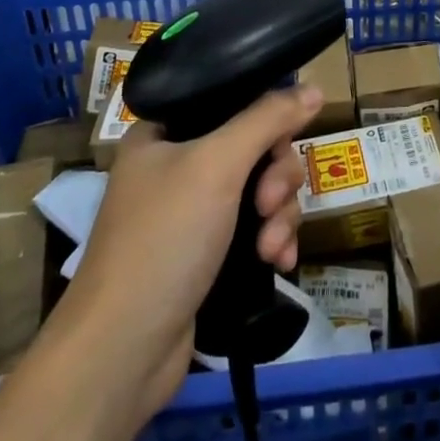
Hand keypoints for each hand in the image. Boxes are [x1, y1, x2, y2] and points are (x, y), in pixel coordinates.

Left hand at [57, 85, 320, 419]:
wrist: (123, 352)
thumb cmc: (164, 239)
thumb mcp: (217, 165)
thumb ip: (267, 120)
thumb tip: (315, 88)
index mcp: (165, 132)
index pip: (232, 102)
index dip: (266, 120)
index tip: (281, 144)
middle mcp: (177, 165)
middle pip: (255, 148)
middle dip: (275, 179)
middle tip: (268, 206)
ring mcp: (192, 213)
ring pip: (261, 190)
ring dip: (278, 216)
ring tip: (272, 248)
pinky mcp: (207, 255)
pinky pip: (256, 229)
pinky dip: (272, 241)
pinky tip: (280, 263)